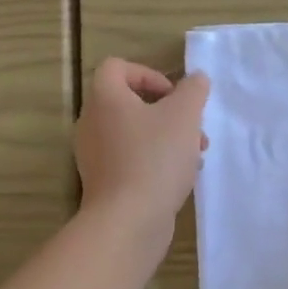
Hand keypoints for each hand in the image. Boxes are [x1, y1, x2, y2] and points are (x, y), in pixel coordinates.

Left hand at [74, 59, 209, 232]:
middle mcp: (92, 123)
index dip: (149, 74)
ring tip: (195, 156)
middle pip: (130, 103)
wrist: (128, 220)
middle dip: (168, 112)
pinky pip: (131, 159)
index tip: (174, 96)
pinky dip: (155, 161)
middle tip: (193, 129)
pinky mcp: (104, 182)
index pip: (117, 67)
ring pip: (135, 134)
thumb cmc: (155, 158)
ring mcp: (95, 155)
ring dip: (167, 138)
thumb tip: (195, 79)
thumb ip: (193, 90)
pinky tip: (180, 178)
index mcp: (105, 99)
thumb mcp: (185, 115)